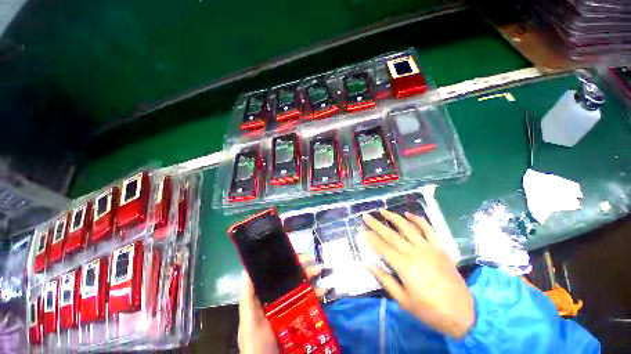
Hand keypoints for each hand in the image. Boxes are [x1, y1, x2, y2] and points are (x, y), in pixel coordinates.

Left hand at [238, 255, 326, 353]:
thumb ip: (248, 297)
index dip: (285, 262)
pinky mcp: (299, 317)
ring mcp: (289, 308)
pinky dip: (317, 293)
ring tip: (321, 270)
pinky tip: (324, 289)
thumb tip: (247, 269)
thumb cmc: (256, 344)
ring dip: (311, 277)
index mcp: (265, 297)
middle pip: (291, 278)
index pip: (276, 274)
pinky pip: (309, 301)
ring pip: (301, 287)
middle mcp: (278, 299)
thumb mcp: (249, 320)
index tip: (296, 255)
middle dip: (302, 268)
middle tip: (312, 261)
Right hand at [362, 210, 474, 338]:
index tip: (361, 229)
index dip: (370, 237)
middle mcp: (414, 252)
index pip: (382, 247)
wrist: (462, 313)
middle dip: (376, 224)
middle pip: (391, 234)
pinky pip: (428, 229)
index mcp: (404, 266)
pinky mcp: (439, 247)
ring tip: (383, 211)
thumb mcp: (403, 300)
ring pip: (407, 227)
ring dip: (394, 217)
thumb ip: (384, 279)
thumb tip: (367, 264)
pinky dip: (418, 219)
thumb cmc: (429, 310)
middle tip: (366, 216)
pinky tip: (409, 214)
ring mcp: (428, 248)